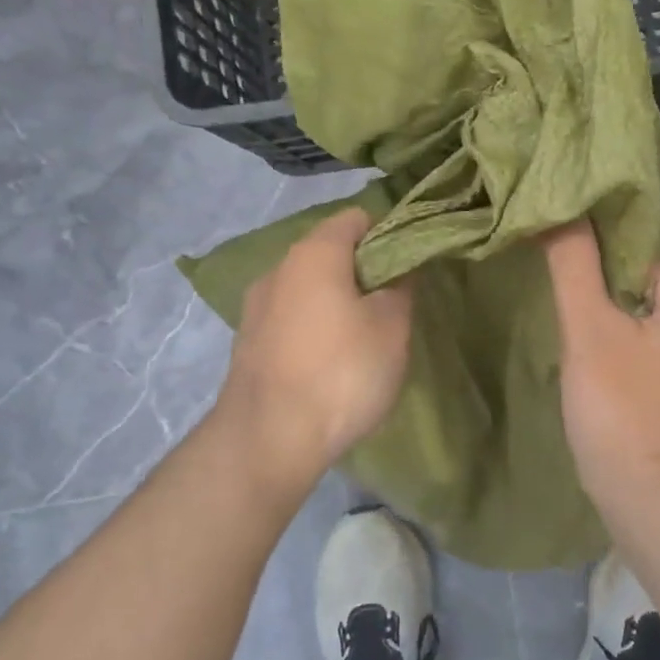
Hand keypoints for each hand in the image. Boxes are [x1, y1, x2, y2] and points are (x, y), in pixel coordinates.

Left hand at [211, 207, 412, 504]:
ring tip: (366, 335)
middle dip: (365, 270)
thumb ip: (401, 286)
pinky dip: (316, 326)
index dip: (389, 233)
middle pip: (331, 251)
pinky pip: (293, 317)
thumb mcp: (392, 326)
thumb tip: (399, 269)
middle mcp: (279, 268)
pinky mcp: (249, 342)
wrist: (267, 441)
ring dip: (339, 300)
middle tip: (395, 302)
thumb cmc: (341, 372)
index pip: (357, 218)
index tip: (411, 264)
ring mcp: (257, 306)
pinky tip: (332, 360)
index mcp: (314, 253)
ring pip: (310, 286)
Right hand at [544, 220, 659, 506]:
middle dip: (605, 304)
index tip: (568, 299)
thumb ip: (574, 264)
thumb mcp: (589, 330)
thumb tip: (561, 206)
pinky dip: (631, 356)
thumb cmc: (621, 409)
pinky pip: (658, 352)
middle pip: (643, 289)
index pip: (636, 259)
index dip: (595, 275)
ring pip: (648, 322)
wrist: (652, 503)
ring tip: (586, 358)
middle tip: (574, 334)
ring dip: (614, 332)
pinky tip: (607, 379)